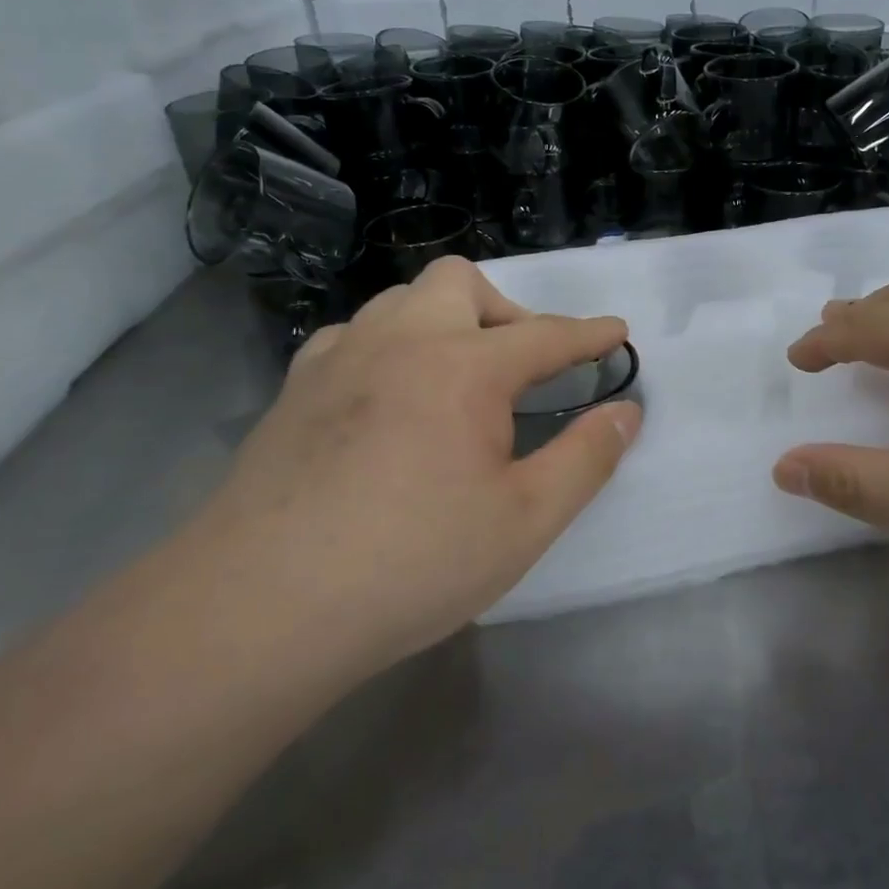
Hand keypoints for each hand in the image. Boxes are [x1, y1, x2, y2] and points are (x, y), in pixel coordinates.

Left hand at [183, 258, 641, 678]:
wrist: (262, 606)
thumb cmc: (412, 563)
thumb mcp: (524, 521)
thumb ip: (585, 458)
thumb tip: (627, 412)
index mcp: (465, 368)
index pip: (546, 335)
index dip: (589, 334)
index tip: (616, 332)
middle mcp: (402, 341)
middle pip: (462, 283)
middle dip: (506, 310)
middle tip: (521, 368)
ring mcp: (340, 358)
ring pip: (402, 299)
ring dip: (444, 320)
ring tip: (457, 377)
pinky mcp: (295, 388)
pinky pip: (354, 336)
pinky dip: (389, 346)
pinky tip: (388, 396)